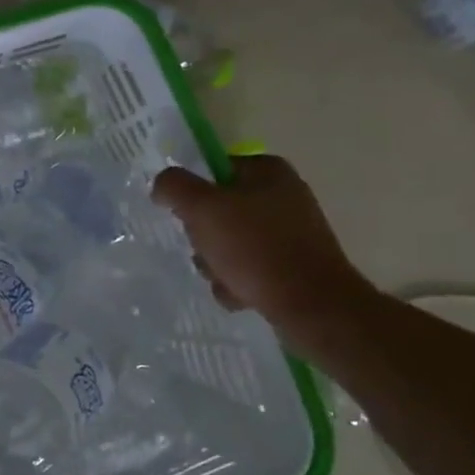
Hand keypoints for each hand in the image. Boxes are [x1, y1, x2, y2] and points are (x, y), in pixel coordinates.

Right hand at [152, 155, 377, 341]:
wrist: (311, 304)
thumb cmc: (254, 247)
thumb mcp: (202, 208)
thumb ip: (174, 186)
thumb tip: (163, 185)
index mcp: (268, 171)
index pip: (213, 170)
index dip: (192, 193)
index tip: (185, 216)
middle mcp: (284, 195)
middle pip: (218, 209)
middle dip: (203, 236)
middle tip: (205, 249)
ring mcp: (292, 231)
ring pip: (230, 242)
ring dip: (215, 262)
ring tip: (223, 277)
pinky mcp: (294, 264)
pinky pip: (249, 267)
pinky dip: (237, 281)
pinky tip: (239, 293)